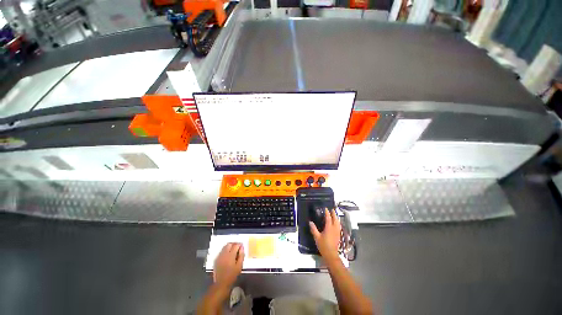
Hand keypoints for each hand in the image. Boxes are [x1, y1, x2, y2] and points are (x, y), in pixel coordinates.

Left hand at [213, 243, 243, 287]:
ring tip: (233, 250)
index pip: (235, 245)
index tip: (242, 246)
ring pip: (224, 247)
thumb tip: (242, 248)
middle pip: (229, 244)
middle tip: (238, 247)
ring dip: (229, 246)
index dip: (239, 244)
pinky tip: (228, 255)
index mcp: (230, 255)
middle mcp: (224, 254)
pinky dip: (225, 250)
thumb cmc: (232, 275)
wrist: (221, 283)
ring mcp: (219, 256)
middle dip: (234, 244)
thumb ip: (241, 255)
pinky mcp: (216, 259)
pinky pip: (221, 251)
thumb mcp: (239, 266)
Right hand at [309, 209, 340, 261]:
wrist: (331, 255)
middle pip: (335, 219)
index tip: (326, 209)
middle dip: (334, 214)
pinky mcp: (338, 236)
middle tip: (332, 210)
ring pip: (338, 223)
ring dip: (336, 218)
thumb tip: (310, 222)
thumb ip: (313, 229)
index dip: (327, 213)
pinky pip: (339, 226)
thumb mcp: (317, 237)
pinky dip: (338, 223)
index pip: (328, 218)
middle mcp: (334, 229)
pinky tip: (336, 224)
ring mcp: (337, 232)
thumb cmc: (323, 246)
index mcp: (329, 228)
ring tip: (334, 215)